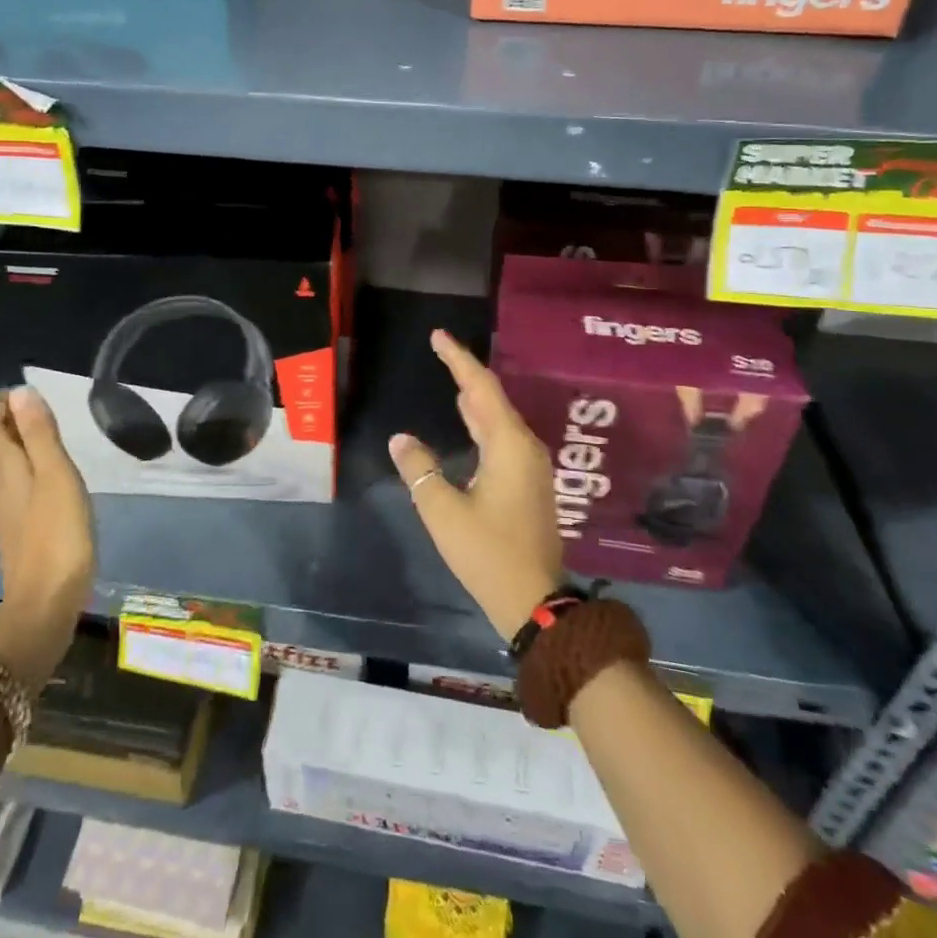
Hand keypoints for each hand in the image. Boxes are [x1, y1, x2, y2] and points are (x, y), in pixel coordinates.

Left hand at [0, 386, 95, 685]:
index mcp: (10, 472)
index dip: (3, 410)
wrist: (45, 603)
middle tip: (17, 411)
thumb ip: (40, 435)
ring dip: (7, 450)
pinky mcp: (18, 537)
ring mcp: (7, 517)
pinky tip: (37, 483)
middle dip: (0, 428)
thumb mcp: (56, 476)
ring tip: (26, 439)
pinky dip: (18, 475)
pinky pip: (11, 493)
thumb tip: (20, 392)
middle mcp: (2, 490)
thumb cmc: (57, 534)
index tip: (13, 390)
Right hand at [390, 331, 565, 639]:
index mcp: (508, 445)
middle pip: (492, 399)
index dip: (458, 359)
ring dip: (475, 399)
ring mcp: (530, 467)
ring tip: (452, 379)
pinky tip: (469, 422)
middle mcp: (524, 447)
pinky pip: (502, 438)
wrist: (535, 601)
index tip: (439, 336)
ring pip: (499, 420)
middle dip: (466, 373)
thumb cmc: (487, 552)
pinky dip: (482, 423)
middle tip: (441, 351)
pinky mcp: (528, 484)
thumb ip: (419, 469)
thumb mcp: (443, 510)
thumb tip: (401, 439)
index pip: (481, 387)